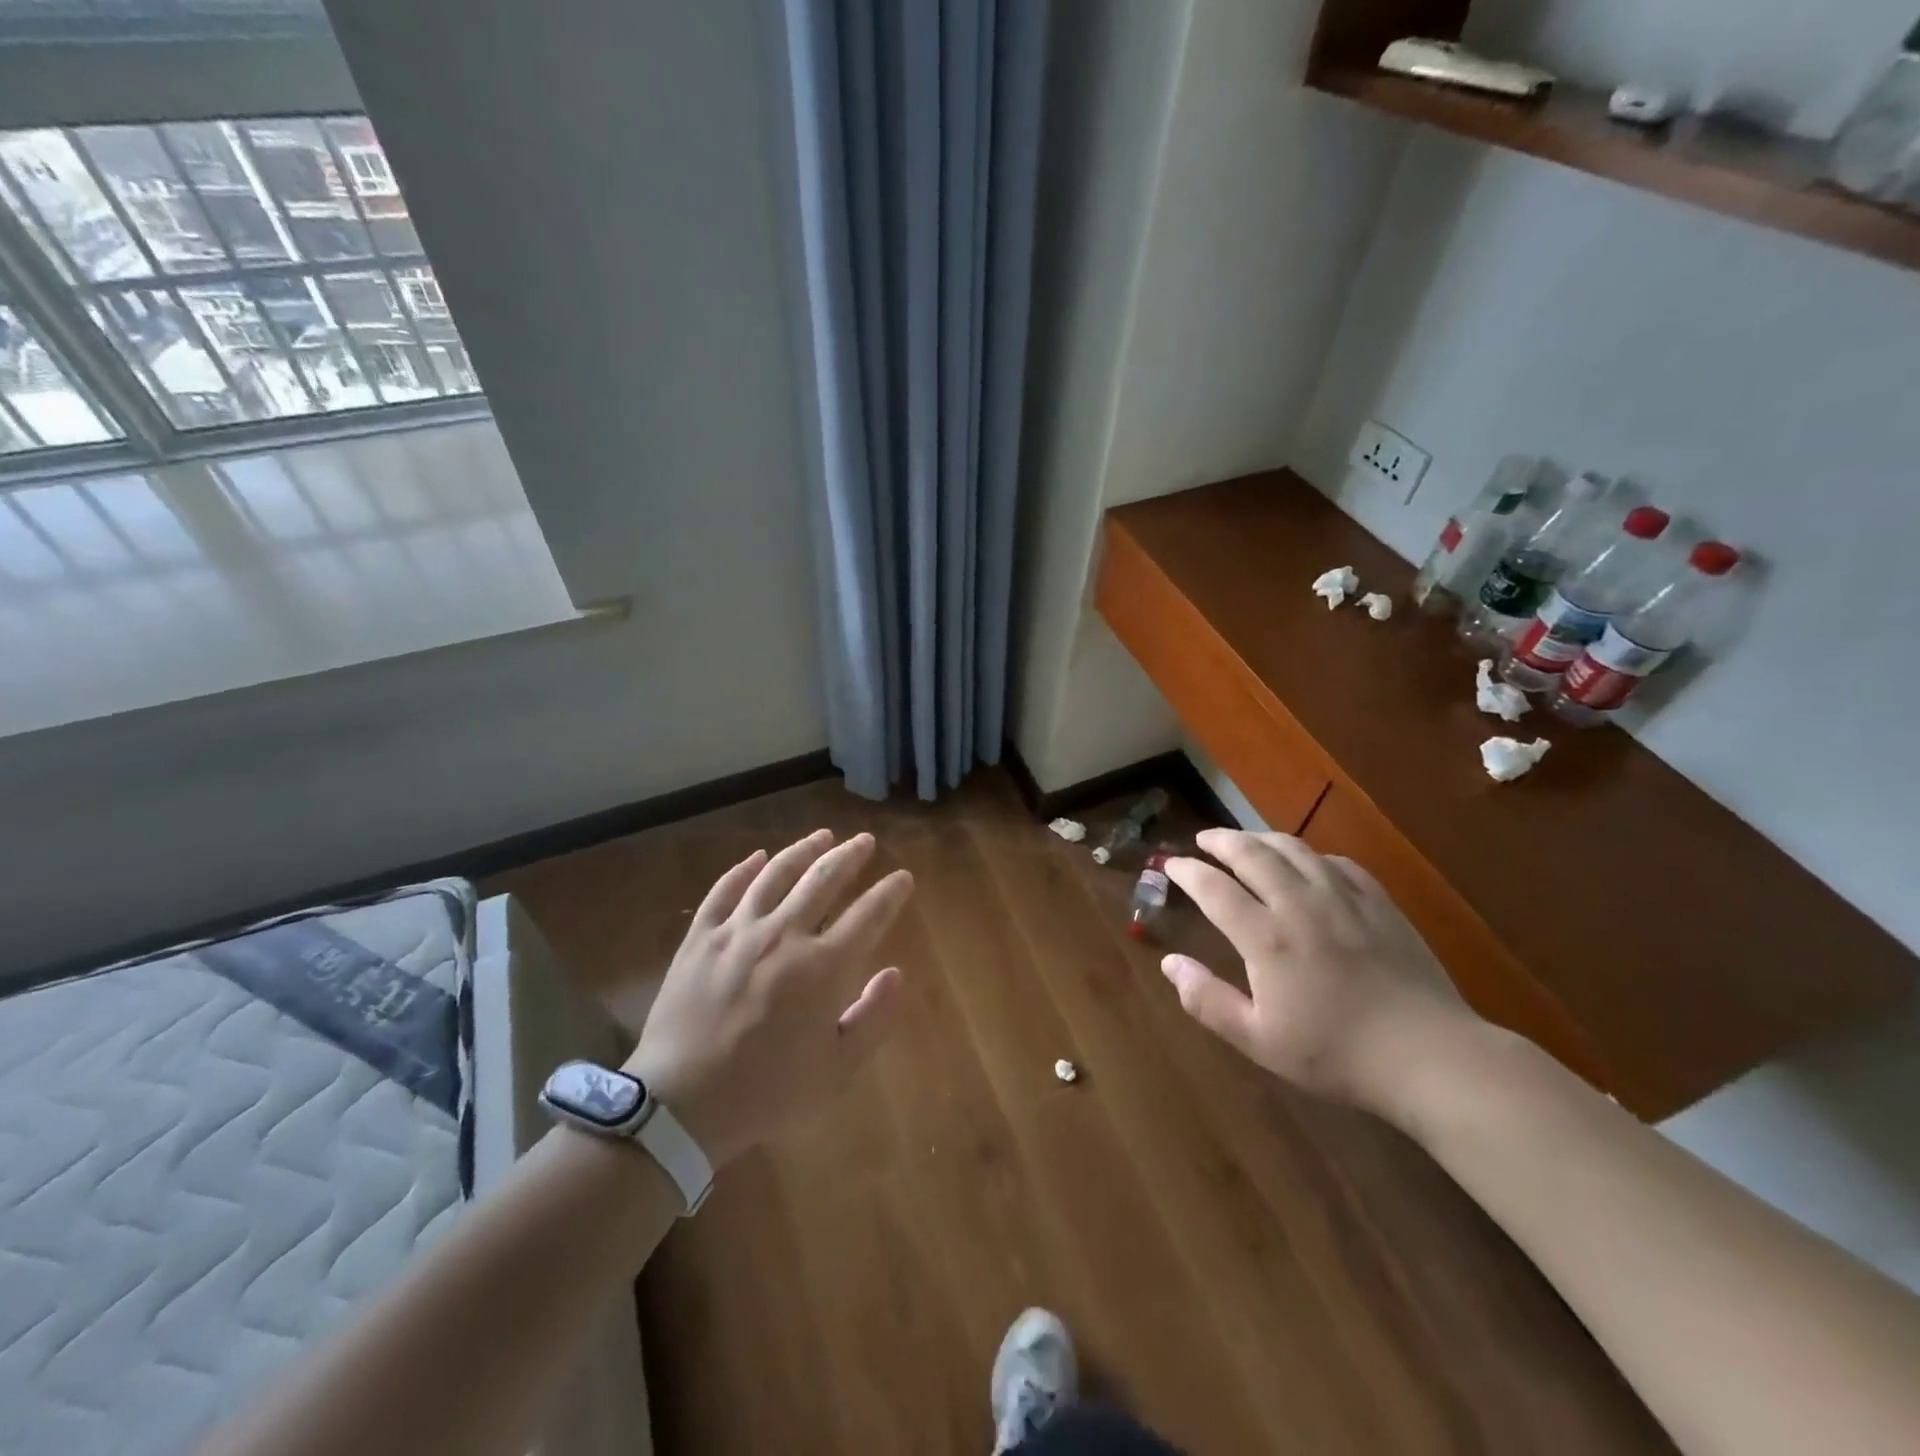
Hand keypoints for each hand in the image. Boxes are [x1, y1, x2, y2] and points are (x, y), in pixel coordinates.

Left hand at [621, 830, 912, 1166]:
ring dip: (803, 850)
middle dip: (850, 856)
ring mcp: (737, 932)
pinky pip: (724, 891)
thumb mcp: (837, 1071)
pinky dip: (743, 870)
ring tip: (822, 836)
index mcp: (822, 967)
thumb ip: (873, 1018)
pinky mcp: (700, 938)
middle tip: (865, 840)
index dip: (890, 893)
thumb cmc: (767, 1092)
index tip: (902, 878)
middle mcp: (783, 935)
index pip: (868, 915)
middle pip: (823, 880)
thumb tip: (895, 973)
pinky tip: (757, 857)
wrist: (681, 1105)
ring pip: (776, 875)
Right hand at [1162, 828, 1478, 1115]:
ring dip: (1261, 838)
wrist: (1428, 1055)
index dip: (1187, 872)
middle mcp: (1299, 905)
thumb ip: (1207, 1000)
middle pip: (1252, 854)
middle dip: (1221, 840)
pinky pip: (1337, 862)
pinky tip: (1308, 863)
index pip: (1214, 888)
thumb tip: (1169, 962)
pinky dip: (1311, 855)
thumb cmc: (1335, 1053)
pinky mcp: (1379, 903)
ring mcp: (1343, 899)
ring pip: (1294, 849)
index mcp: (1265, 937)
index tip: (1171, 864)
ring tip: (1246, 841)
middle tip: (1203, 839)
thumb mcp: (1258, 1040)